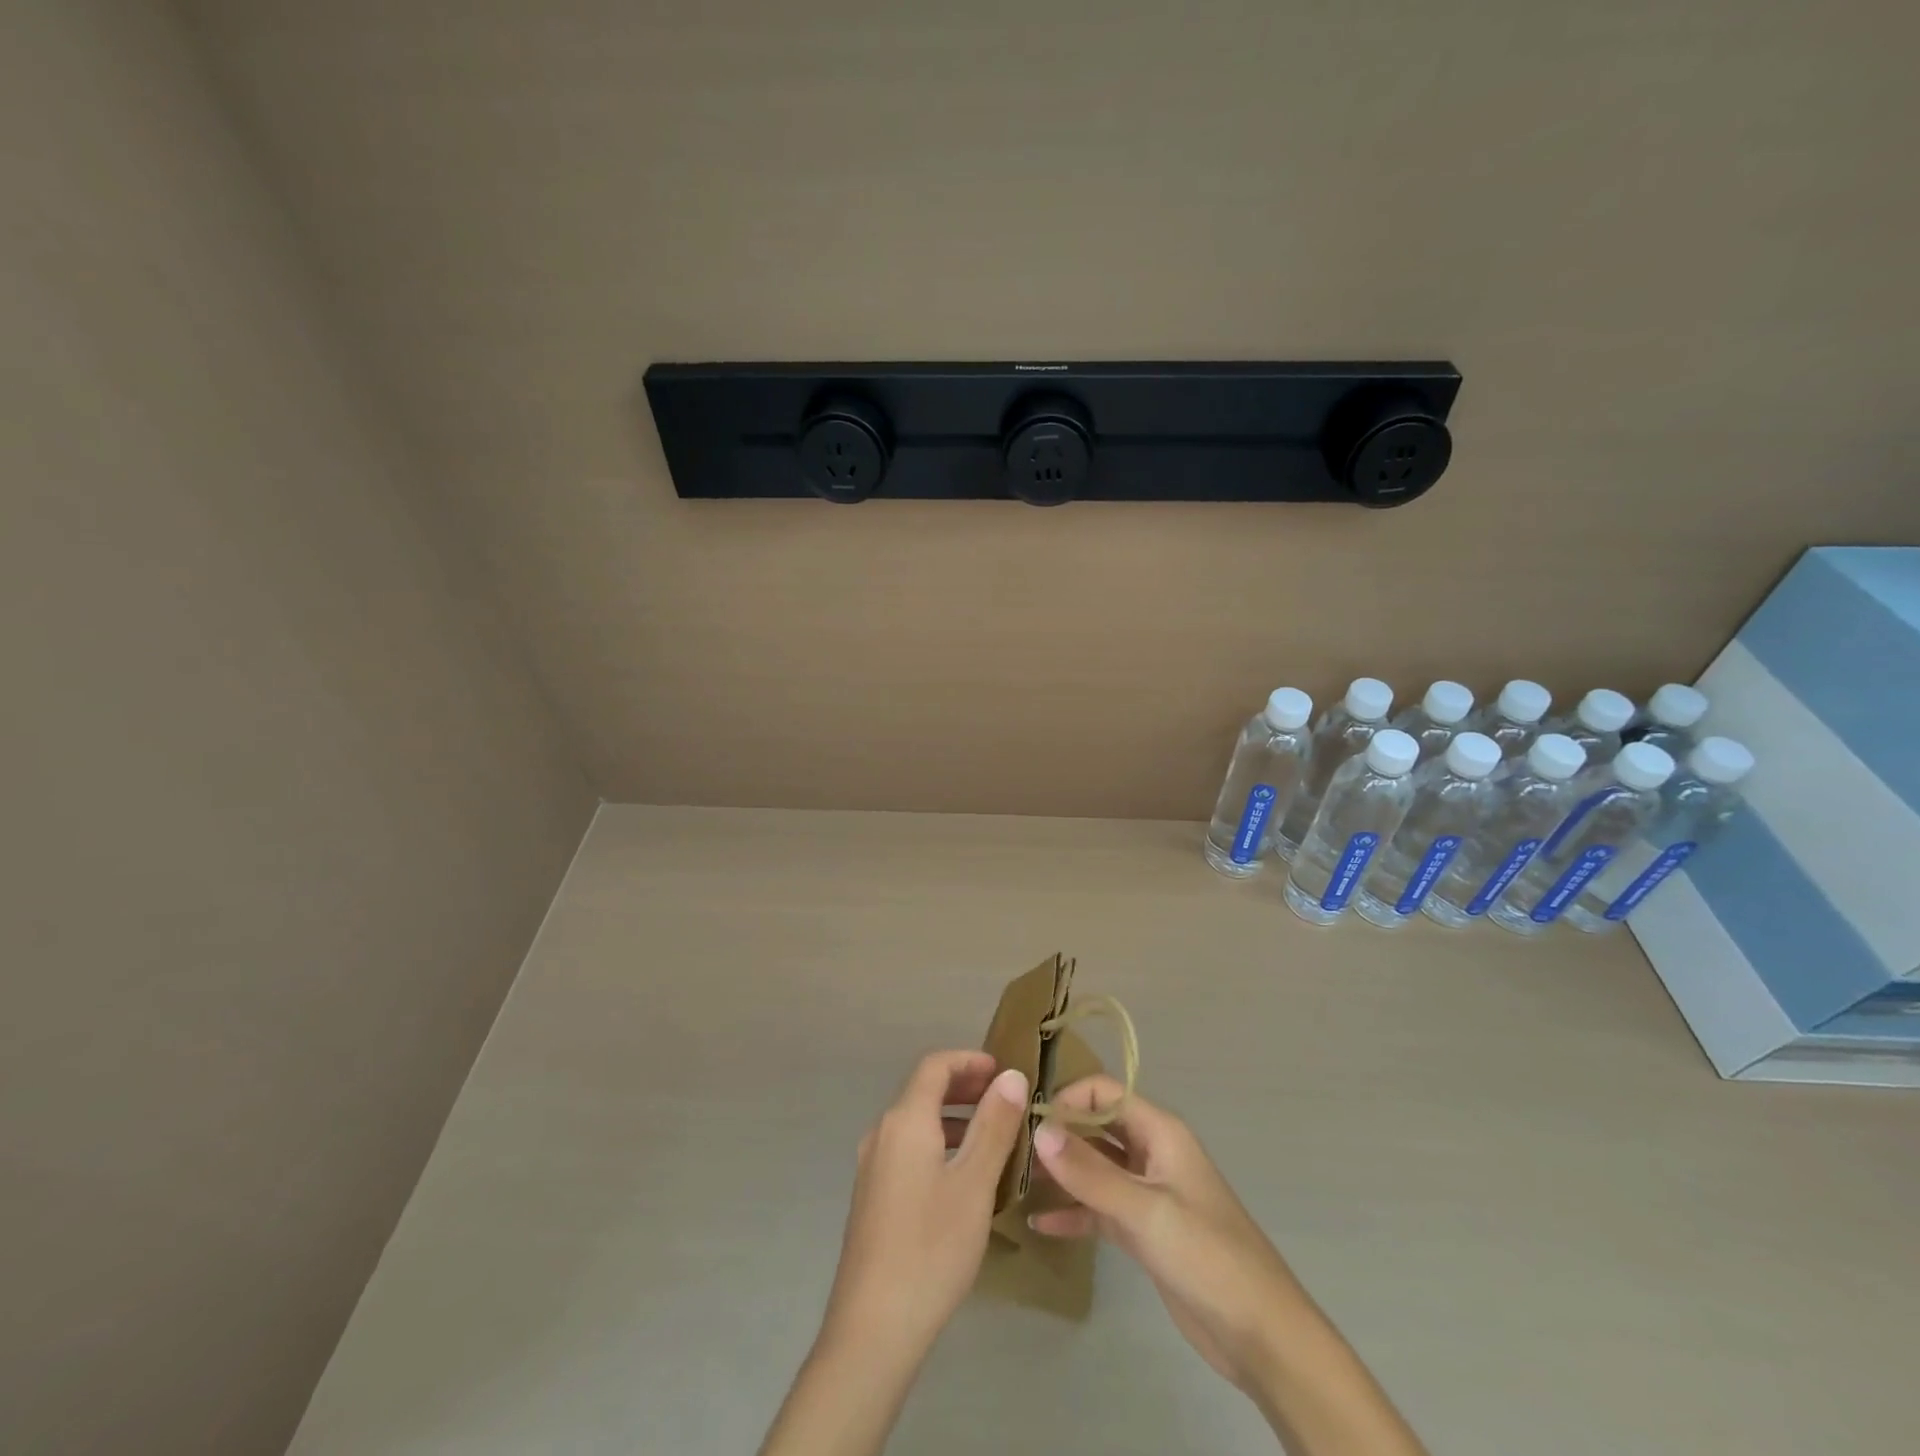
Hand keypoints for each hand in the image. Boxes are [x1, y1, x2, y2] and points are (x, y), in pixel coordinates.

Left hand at [821, 1049, 1028, 1365]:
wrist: (873, 1329)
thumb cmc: (931, 1248)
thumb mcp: (974, 1184)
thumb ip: (994, 1125)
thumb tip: (1011, 1076)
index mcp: (904, 1121)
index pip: (935, 1066)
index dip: (970, 1060)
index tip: (1003, 1070)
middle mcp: (882, 1133)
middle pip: (923, 1090)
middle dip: (964, 1086)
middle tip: (1004, 1098)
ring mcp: (872, 1165)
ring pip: (916, 1122)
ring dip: (954, 1117)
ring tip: (993, 1135)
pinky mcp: (872, 1195)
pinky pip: (908, 1148)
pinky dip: (938, 1142)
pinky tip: (963, 1175)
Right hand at [1030, 1077, 1427, 1455]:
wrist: (1261, 1335)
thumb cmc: (1208, 1255)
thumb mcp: (1146, 1210)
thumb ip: (1091, 1172)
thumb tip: (1040, 1130)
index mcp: (1160, 1132)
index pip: (1104, 1092)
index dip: (1068, 1100)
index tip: (1030, 1123)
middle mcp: (1151, 1152)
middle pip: (1096, 1127)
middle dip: (1059, 1135)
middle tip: (1013, 1151)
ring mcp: (1146, 1192)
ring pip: (1094, 1168)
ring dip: (1061, 1173)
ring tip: (1016, 1182)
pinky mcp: (1142, 1230)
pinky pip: (1099, 1209)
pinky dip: (1073, 1213)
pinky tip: (1040, 1223)